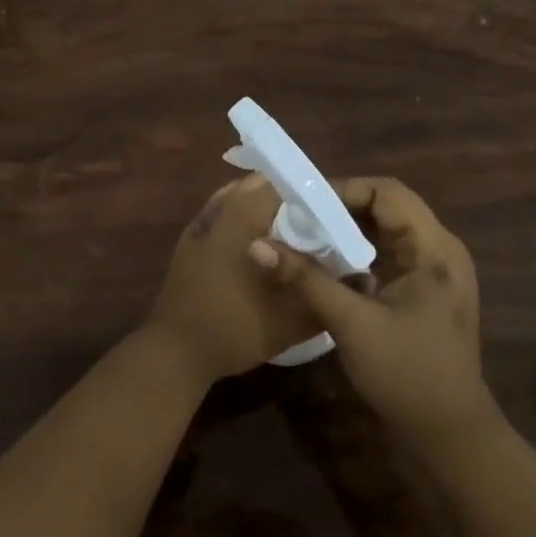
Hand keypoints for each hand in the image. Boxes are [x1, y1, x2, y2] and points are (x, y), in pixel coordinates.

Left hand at [143, 175, 322, 384]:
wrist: (176, 352)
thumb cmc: (235, 329)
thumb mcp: (291, 320)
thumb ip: (324, 294)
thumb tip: (359, 278)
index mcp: (244, 218)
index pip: (282, 184)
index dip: (311, 192)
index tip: (334, 208)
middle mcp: (221, 210)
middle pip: (259, 185)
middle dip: (289, 196)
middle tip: (316, 218)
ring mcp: (201, 223)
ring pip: (238, 195)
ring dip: (264, 203)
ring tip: (291, 227)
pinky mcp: (190, 240)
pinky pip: (222, 212)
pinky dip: (242, 215)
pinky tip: (257, 240)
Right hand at [252, 176, 500, 455]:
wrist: (451, 438)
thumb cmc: (407, 374)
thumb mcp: (352, 323)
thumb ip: (306, 279)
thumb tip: (257, 244)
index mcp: (434, 248)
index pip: (387, 192)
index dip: (344, 189)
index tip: (303, 203)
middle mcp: (439, 250)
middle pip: (388, 207)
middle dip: (342, 208)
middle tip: (299, 217)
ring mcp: (434, 272)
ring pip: (387, 231)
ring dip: (348, 231)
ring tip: (307, 236)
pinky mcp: (425, 292)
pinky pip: (389, 255)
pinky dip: (359, 253)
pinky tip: (329, 266)